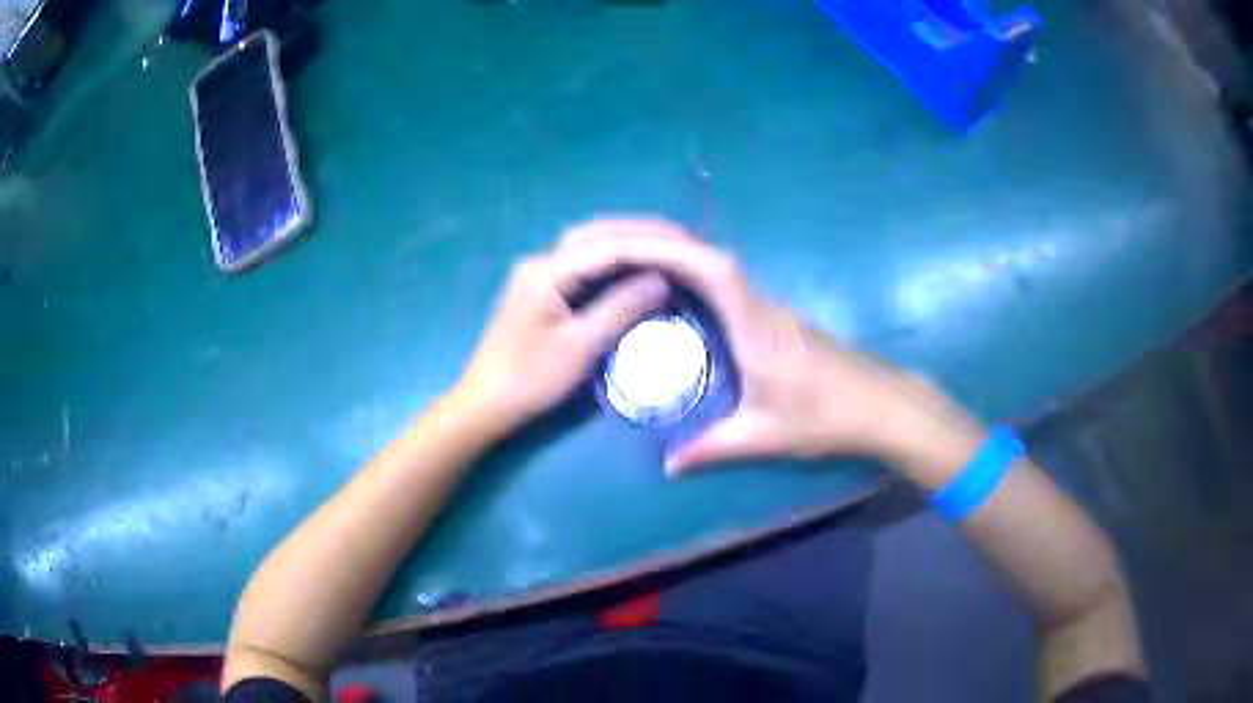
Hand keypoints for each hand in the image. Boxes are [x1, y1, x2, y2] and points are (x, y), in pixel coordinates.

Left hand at [452, 246, 669, 436]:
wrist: (485, 402)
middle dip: (641, 231)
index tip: (689, 244)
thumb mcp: (581, 347)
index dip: (652, 243)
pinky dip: (612, 257)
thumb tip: (663, 280)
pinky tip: (634, 266)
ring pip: (588, 243)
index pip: (610, 245)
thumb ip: (622, 308)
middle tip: (682, 237)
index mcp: (548, 271)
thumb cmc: (531, 379)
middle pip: (597, 232)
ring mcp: (537, 273)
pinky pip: (582, 261)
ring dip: (627, 239)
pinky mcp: (539, 289)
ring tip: (665, 246)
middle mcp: (541, 261)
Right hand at [555, 218, 980, 474]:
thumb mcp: (765, 437)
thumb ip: (713, 448)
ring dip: (679, 255)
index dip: (671, 252)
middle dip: (662, 243)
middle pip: (710, 256)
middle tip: (615, 247)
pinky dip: (695, 274)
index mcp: (756, 327)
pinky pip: (728, 284)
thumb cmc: (826, 418)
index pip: (713, 271)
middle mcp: (763, 306)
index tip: (629, 248)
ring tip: (633, 260)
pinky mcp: (778, 319)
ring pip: (720, 266)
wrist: (881, 406)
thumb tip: (668, 466)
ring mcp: (772, 309)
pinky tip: (676, 291)